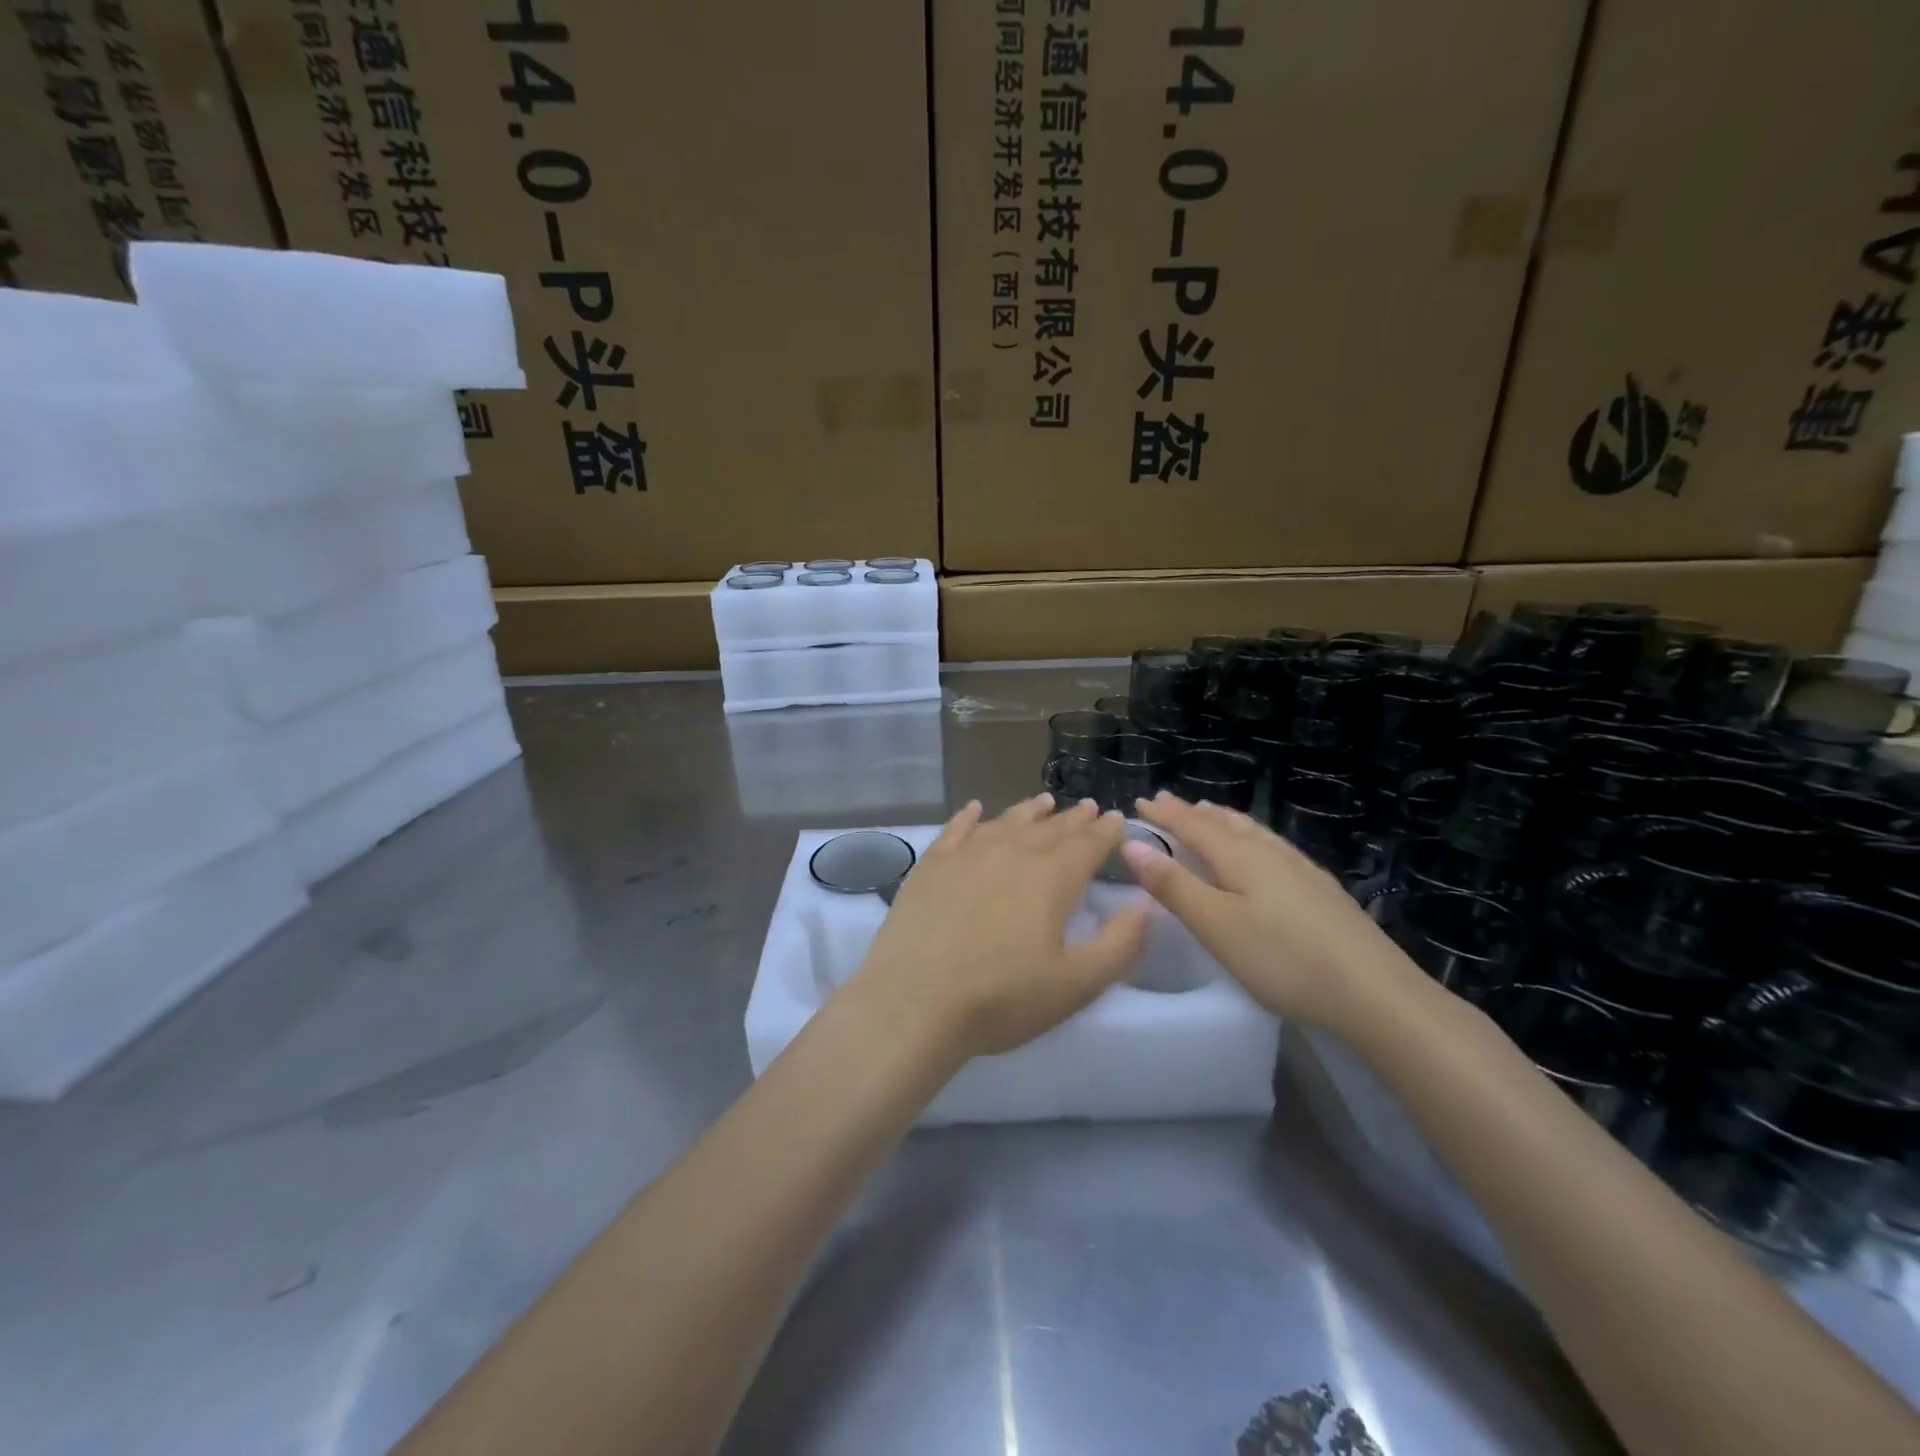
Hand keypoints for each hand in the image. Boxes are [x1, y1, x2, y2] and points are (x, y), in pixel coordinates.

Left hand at [847, 794, 1150, 1059]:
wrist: (914, 1001)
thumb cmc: (1001, 999)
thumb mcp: (1077, 984)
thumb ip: (1121, 943)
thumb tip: (1145, 902)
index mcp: (1051, 879)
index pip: (1088, 845)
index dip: (1107, 832)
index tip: (1118, 819)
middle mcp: (1012, 853)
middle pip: (1050, 829)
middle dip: (1074, 819)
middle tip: (1089, 807)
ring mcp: (967, 854)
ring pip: (1006, 822)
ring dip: (1029, 811)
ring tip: (1045, 802)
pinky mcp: (931, 865)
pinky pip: (956, 829)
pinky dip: (970, 816)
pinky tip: (975, 809)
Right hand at [1121, 792, 1424, 1031]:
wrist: (1375, 992)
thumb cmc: (1283, 959)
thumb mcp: (1215, 925)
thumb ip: (1173, 885)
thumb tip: (1131, 844)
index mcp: (1240, 857)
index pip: (1193, 826)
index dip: (1165, 814)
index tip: (1140, 802)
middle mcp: (1270, 853)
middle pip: (1225, 823)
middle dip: (1191, 812)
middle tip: (1167, 802)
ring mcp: (1301, 870)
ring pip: (1253, 832)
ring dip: (1224, 820)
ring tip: (1209, 813)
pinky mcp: (1322, 890)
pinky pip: (1273, 847)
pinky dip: (1251, 837)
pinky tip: (1262, 852)